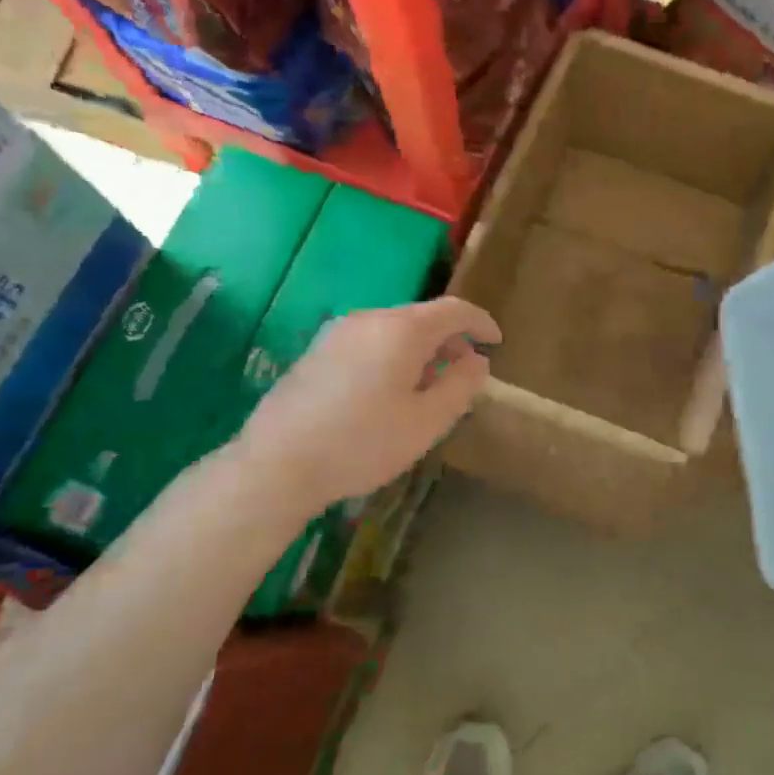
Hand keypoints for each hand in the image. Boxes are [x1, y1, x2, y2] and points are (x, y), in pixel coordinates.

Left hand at [235, 297, 500, 507]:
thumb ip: (461, 386)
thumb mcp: (427, 422)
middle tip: (466, 373)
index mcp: (401, 330)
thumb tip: (478, 360)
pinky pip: (370, 342)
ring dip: (422, 350)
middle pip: (422, 317)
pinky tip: (390, 392)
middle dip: (451, 340)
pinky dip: (394, 356)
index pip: (454, 310)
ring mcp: (338, 333)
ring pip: (394, 330)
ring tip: (431, 387)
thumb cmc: (362, 443)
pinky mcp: (317, 352)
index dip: (481, 322)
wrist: (276, 465)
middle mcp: (369, 319)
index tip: (497, 342)